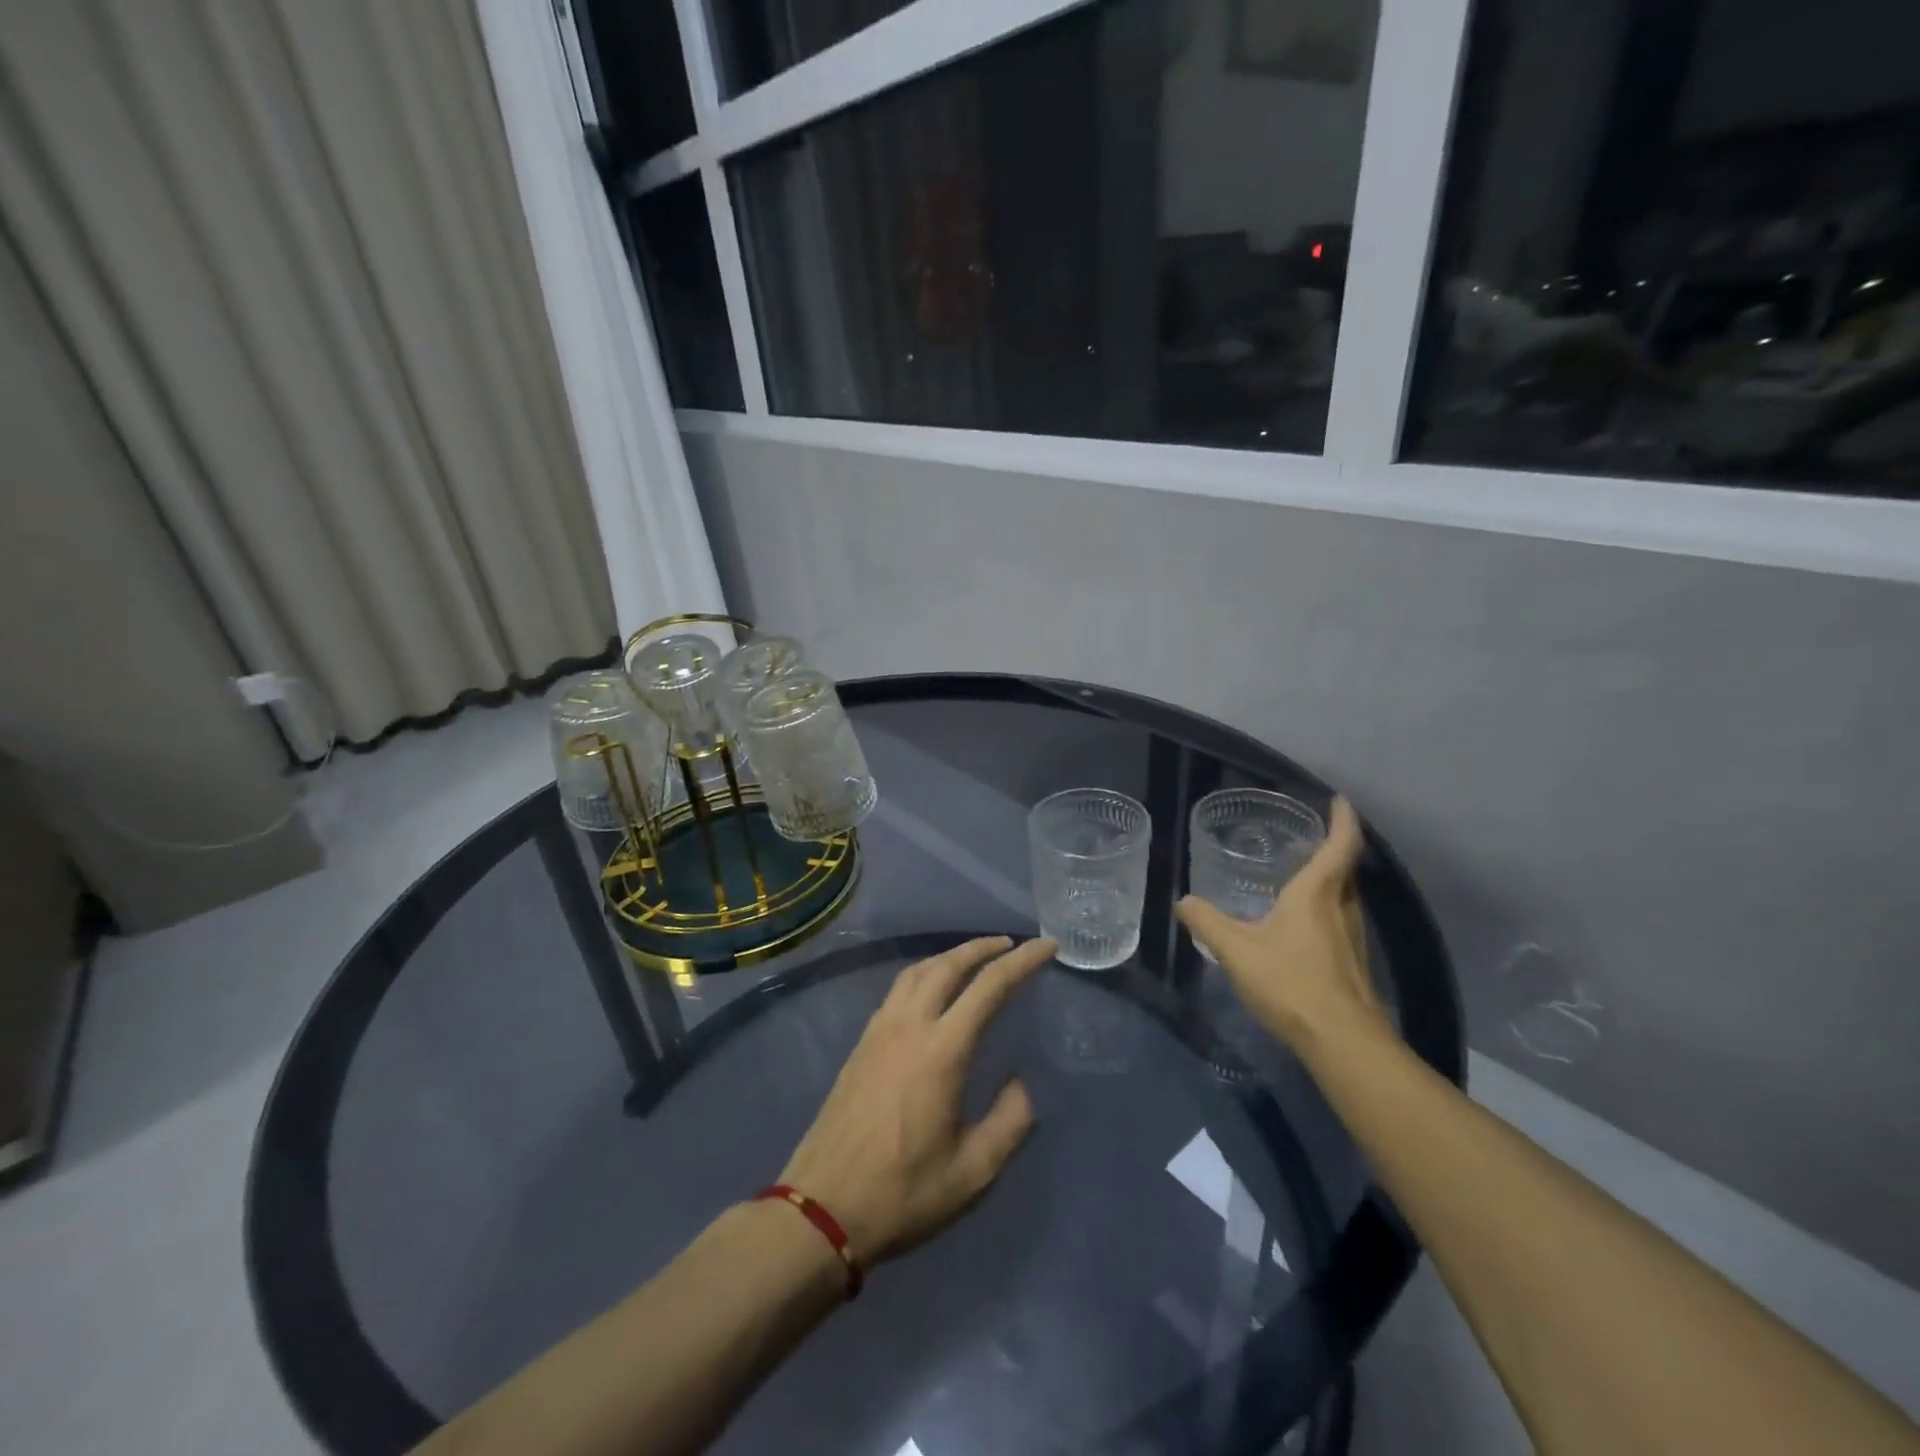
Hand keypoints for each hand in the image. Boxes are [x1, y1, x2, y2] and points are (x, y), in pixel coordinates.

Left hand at [778, 936, 1053, 1267]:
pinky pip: (898, 989)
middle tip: (1010, 944)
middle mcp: (909, 1026)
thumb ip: (1009, 1122)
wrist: (821, 1208)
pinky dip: (924, 974)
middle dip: (983, 947)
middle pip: (948, 965)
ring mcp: (879, 1031)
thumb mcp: (973, 1172)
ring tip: (974, 959)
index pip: (990, 986)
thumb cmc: (902, 1193)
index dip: (1022, 962)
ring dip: (950, 956)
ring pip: (918, 971)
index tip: (1046, 946)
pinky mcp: (862, 1044)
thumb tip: (1018, 1082)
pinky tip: (931, 991)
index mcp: (942, 1050)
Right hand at [1176, 797, 1391, 1057]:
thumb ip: (1207, 923)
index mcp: (1317, 895)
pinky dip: (1326, 911)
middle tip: (1310, 837)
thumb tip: (1182, 901)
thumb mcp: (1237, 951)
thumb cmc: (1291, 983)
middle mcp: (1342, 909)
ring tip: (1302, 877)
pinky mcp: (1353, 965)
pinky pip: (1341, 923)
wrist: (1343, 1042)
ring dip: (1331, 882)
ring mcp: (1353, 939)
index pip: (1340, 845)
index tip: (1340, 799)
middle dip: (1334, 849)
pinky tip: (1302, 928)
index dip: (1343, 819)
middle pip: (1346, 870)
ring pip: (1346, 898)